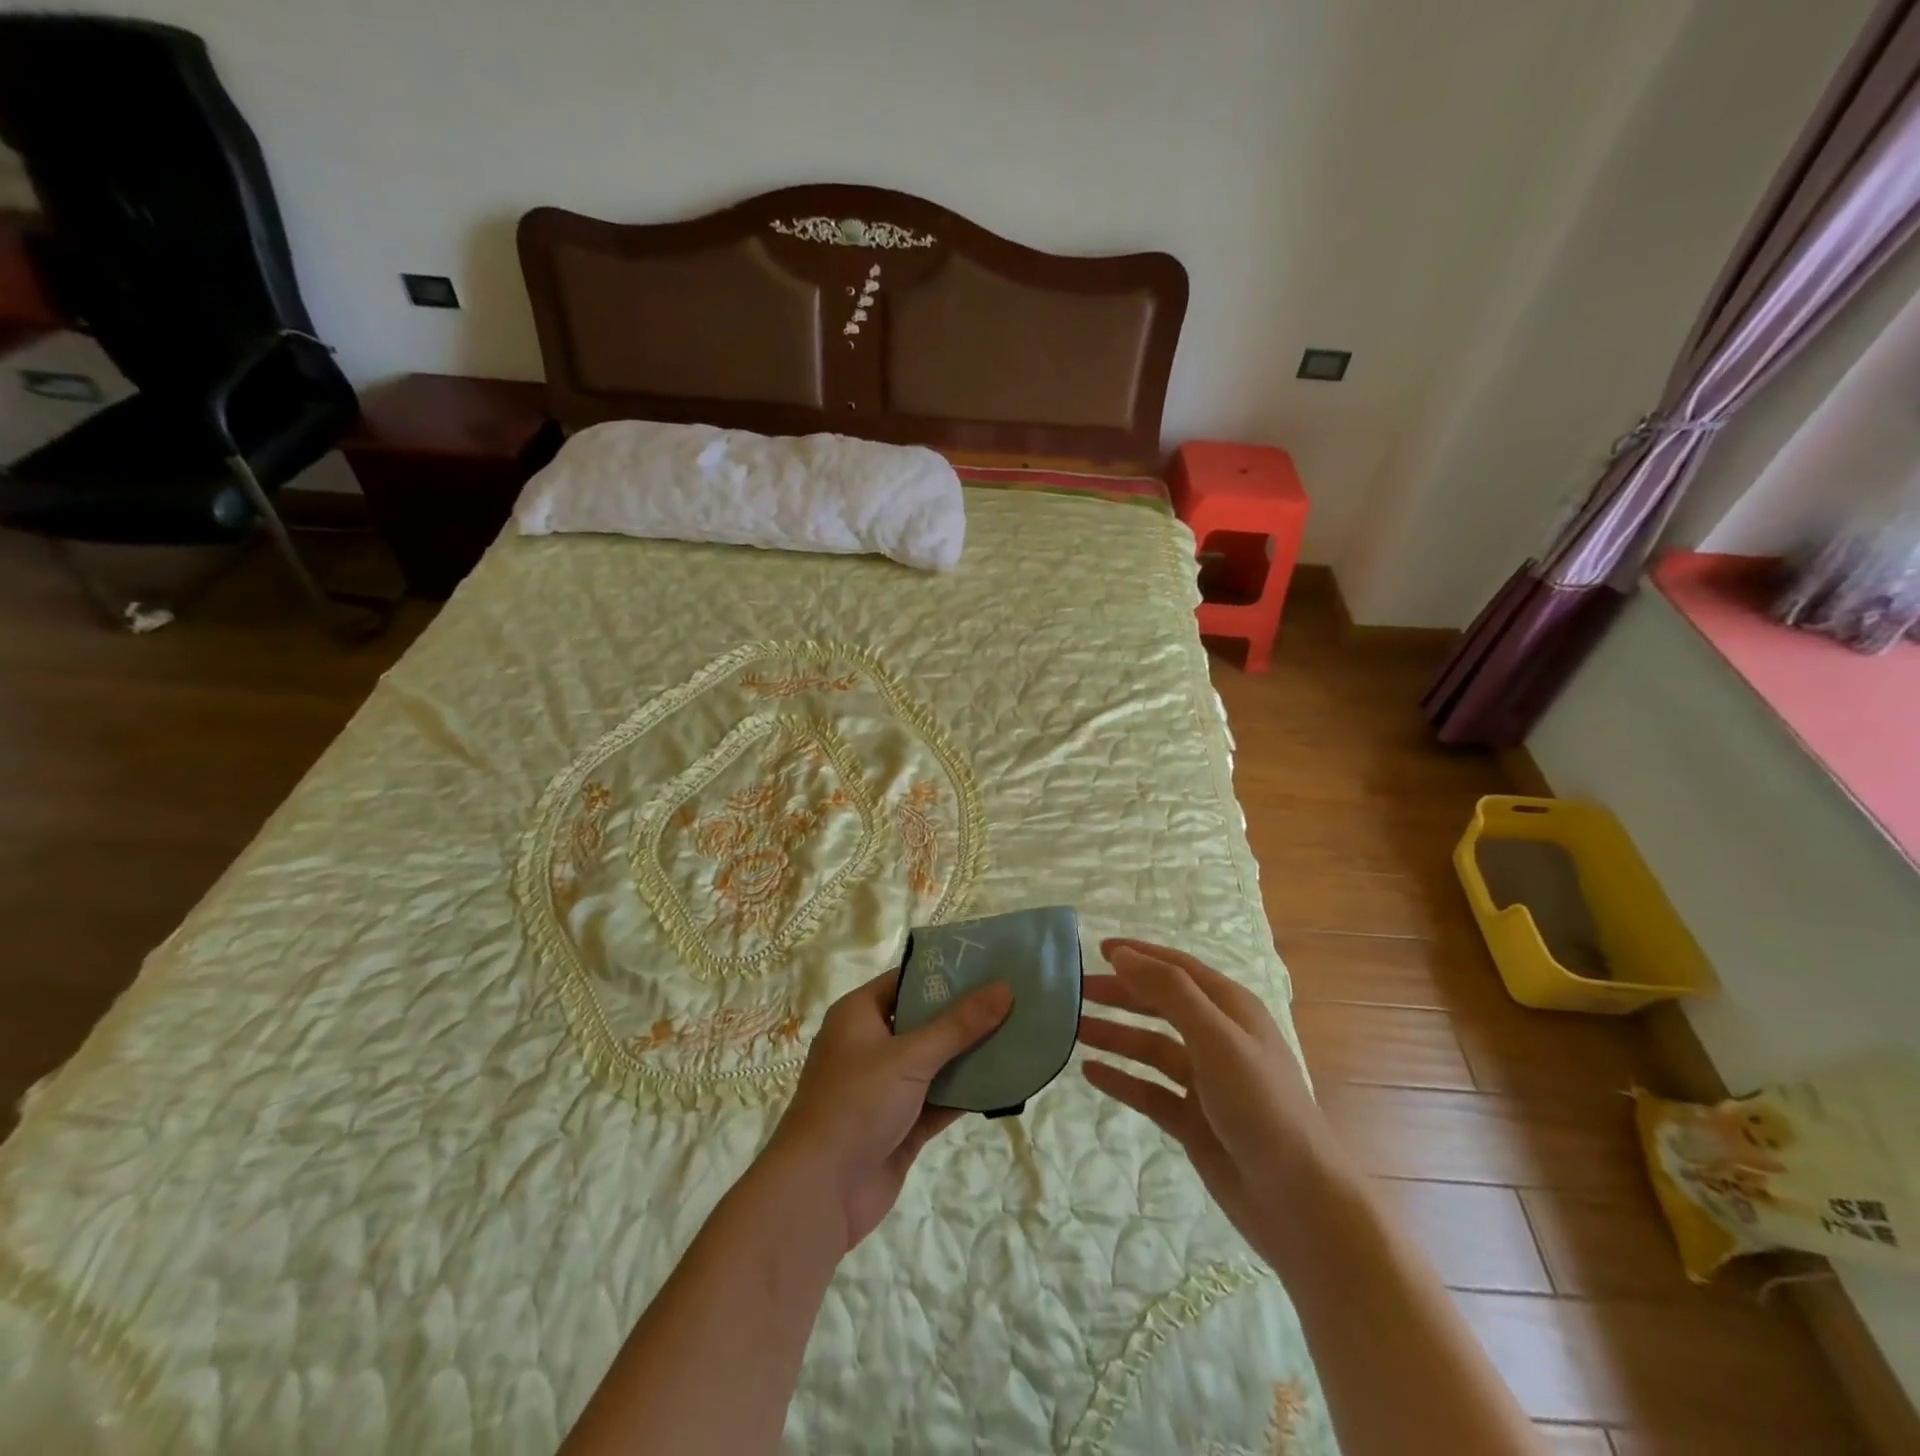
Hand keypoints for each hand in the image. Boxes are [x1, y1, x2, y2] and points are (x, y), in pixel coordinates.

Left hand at [765, 969, 1011, 1251]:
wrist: (819, 1193)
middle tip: (1014, 998)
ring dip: (971, 1054)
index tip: (989, 965)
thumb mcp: (910, 1057)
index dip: (945, 972)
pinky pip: (940, 1099)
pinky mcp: (901, 1124)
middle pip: (925, 1020)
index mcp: (859, 1015)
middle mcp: (871, 1045)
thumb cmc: (856, 1104)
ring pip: (936, 1062)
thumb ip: (959, 1025)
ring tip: (1020, 1035)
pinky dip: (967, 1093)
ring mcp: (886, 1087)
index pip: (907, 980)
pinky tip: (1005, 1082)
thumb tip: (1004, 988)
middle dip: (966, 1014)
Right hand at [1077, 939, 1346, 1266]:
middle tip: (1074, 992)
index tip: (1097, 948)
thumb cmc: (1260, 1106)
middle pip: (1160, 1005)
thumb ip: (1169, 992)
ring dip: (1114, 1035)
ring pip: (1150, 1047)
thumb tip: (1122, 954)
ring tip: (1073, 1030)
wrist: (1298, 1203)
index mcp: (1231, 1010)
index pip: (1178, 969)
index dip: (1140, 955)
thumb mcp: (1215, 1038)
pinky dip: (1121, 1079)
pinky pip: (1148, 1090)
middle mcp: (1217, 1038)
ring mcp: (1204, 1081)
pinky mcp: (1193, 1120)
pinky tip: (1090, 1073)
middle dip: (1119, 994)